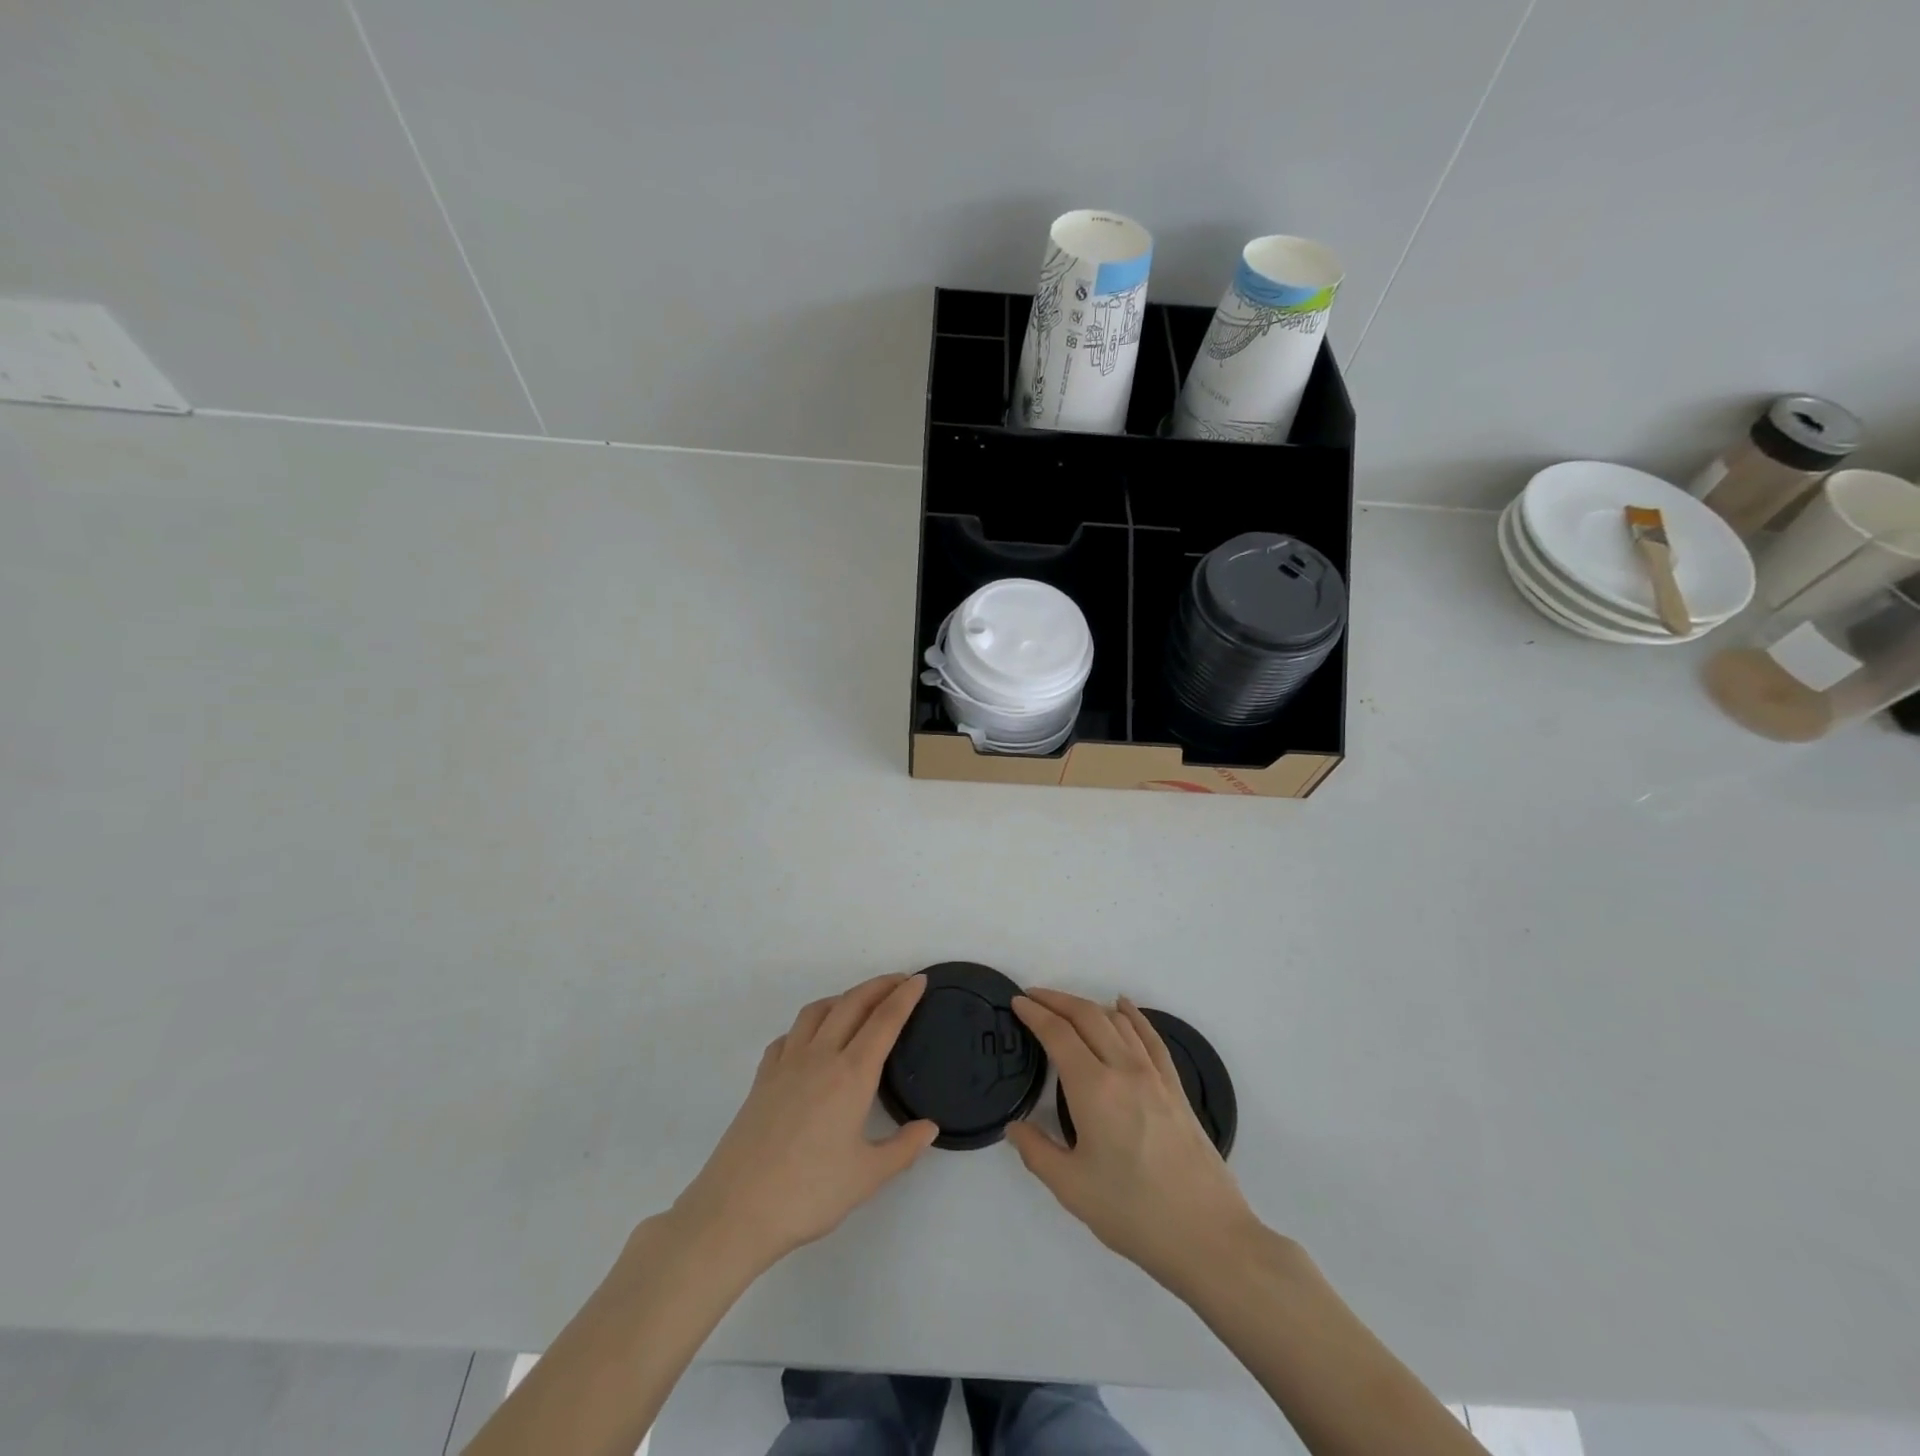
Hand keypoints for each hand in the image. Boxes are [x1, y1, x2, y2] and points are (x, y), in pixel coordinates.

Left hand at [669, 973, 937, 1276]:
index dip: (904, 996)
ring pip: (817, 1012)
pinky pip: (788, 1036)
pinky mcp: (762, 1079)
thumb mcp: (867, 1177)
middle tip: (899, 981)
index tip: (920, 980)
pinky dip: (807, 1026)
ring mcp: (786, 1064)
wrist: (735, 1210)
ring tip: (858, 1004)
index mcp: (852, 1074)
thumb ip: (903, 1148)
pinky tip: (811, 1041)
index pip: (884, 1021)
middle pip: (852, 1004)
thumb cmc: (809, 1193)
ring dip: (842, 998)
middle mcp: (820, 1057)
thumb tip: (929, 1127)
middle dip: (879, 986)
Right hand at [1006, 989, 1259, 1293]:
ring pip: (1118, 1021)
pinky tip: (1124, 1007)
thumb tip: (1015, 1127)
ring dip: (1088, 1006)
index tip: (1017, 1002)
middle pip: (1088, 1016)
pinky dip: (1133, 1015)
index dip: (1035, 1013)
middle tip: (1034, 998)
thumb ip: (1037, 1152)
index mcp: (1094, 1089)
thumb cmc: (1134, 1212)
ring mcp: (1154, 1075)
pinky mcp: (1176, 1088)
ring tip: (1067, 1006)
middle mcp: (1124, 1069)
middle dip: (1057, 1000)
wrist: (1207, 1235)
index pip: (1058, 1034)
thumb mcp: (1072, 1189)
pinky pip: (1150, 1037)